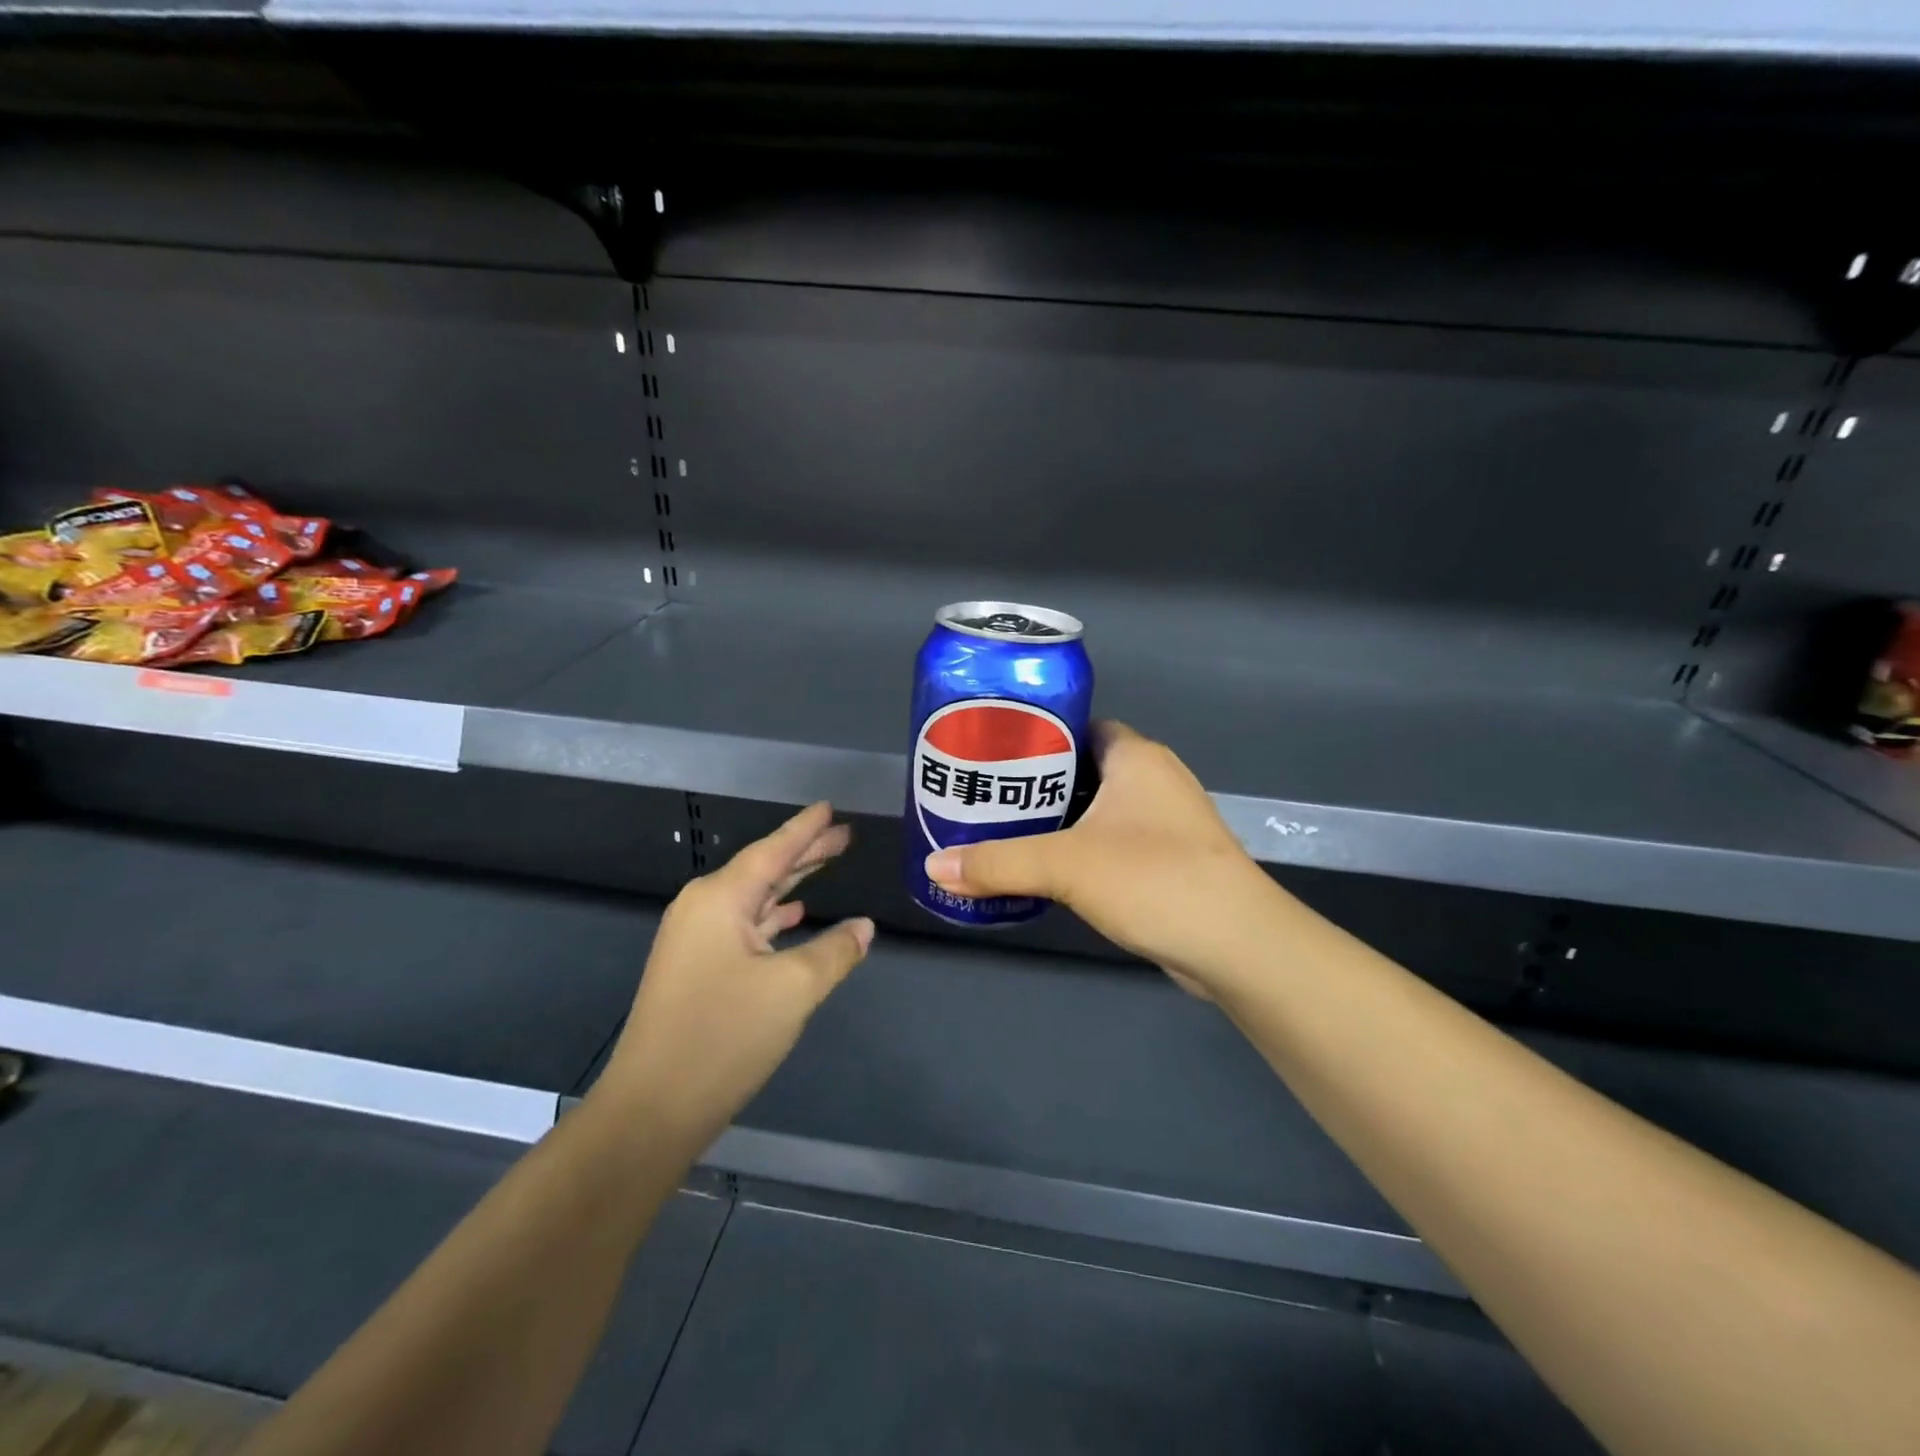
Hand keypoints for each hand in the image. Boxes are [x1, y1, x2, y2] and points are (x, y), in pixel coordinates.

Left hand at [598, 803, 872, 1149]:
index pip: (772, 851)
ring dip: (791, 883)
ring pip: (754, 898)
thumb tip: (864, 927)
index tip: (829, 807)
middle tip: (844, 835)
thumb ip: (835, 951)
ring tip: (826, 864)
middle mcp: (702, 909)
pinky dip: (773, 916)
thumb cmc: (724, 1036)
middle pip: (763, 869)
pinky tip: (795, 914)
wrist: (652, 1110)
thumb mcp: (793, 989)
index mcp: (719, 899)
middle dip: (805, 853)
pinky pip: (743, 926)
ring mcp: (695, 940)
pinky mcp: (696, 969)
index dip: (805, 829)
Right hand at [924, 721, 1280, 997]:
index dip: (1037, 733)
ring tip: (1005, 831)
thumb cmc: (1153, 878)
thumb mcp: (1066, 865)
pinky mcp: (1169, 860)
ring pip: (1098, 808)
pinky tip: (1048, 870)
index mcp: (1136, 756)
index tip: (993, 751)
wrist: (1237, 945)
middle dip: (1038, 781)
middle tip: (987, 795)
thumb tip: (934, 867)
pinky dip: (1081, 849)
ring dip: (1059, 819)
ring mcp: (1166, 821)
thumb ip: (998, 863)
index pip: (1078, 725)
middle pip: (1083, 767)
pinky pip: (1113, 841)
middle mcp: (1154, 779)